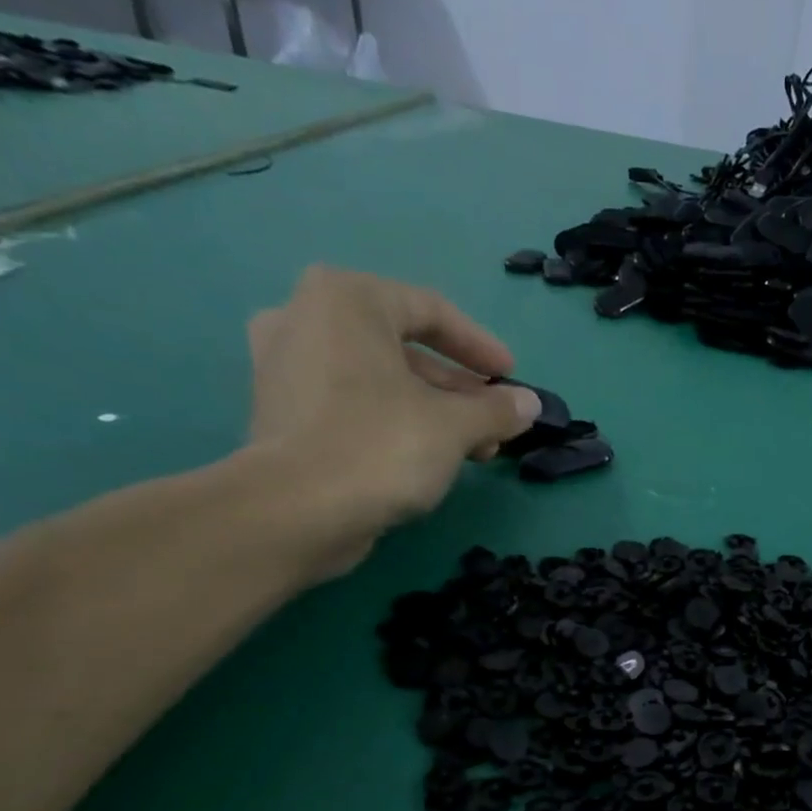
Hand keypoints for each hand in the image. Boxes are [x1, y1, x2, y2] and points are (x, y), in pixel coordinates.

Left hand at [244, 265, 540, 576]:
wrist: (296, 511)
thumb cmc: (381, 446)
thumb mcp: (455, 426)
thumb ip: (497, 409)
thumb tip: (529, 404)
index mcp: (345, 299)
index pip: (429, 309)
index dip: (480, 346)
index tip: (512, 376)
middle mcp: (306, 318)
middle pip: (403, 347)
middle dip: (458, 389)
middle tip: (495, 421)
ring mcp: (285, 366)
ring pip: (379, 380)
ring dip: (433, 411)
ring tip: (474, 449)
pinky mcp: (282, 413)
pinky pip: (353, 404)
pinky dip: (394, 422)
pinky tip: (428, 457)